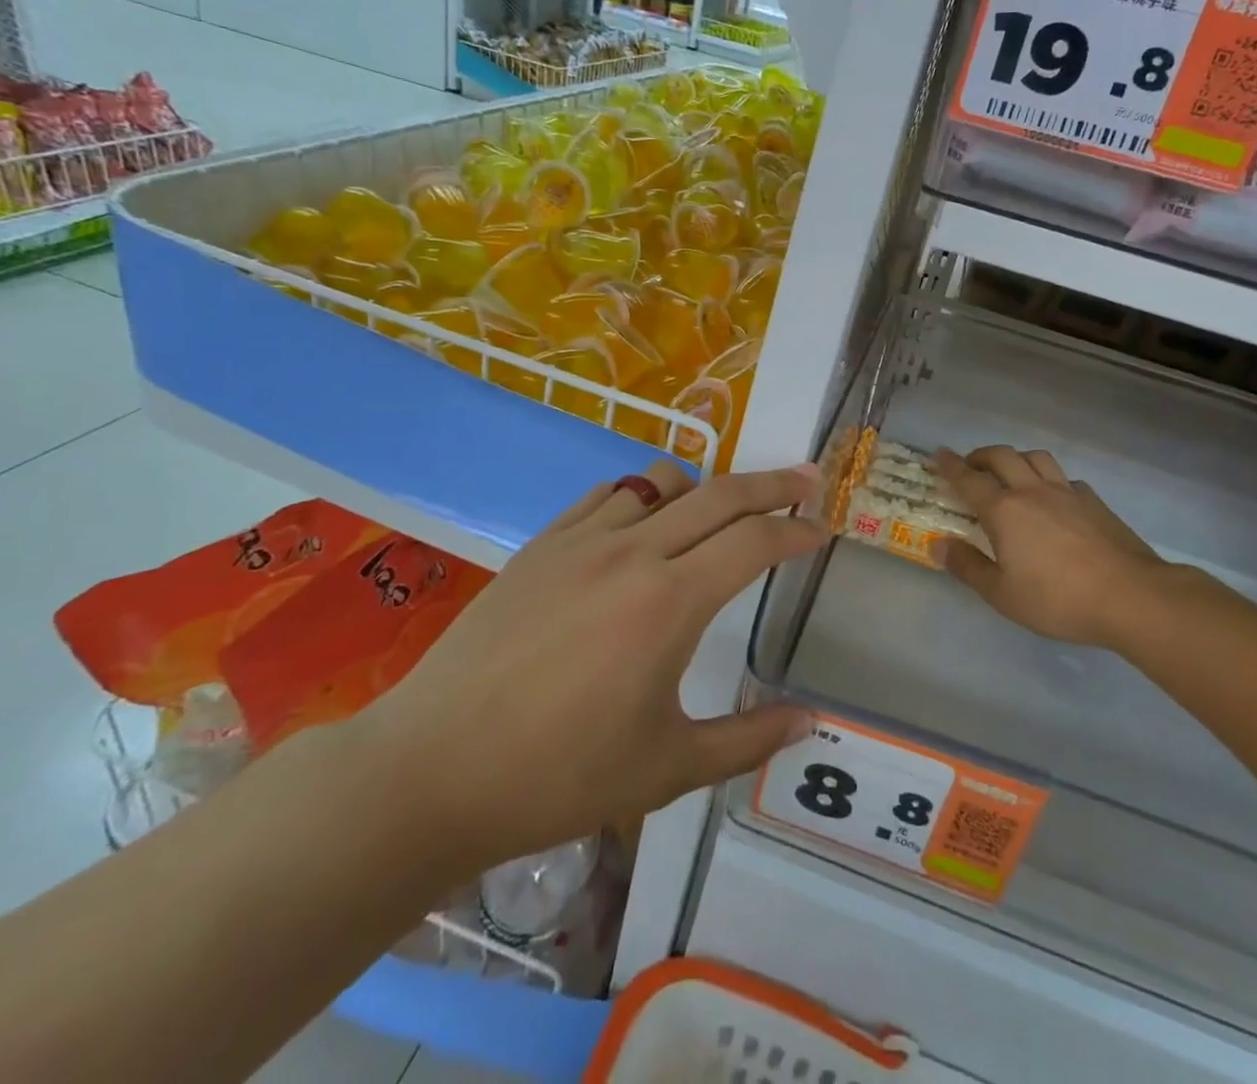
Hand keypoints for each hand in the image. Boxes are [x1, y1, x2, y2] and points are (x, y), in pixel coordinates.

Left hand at [352, 460, 823, 878]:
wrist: (433, 769)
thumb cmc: (558, 776)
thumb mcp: (667, 768)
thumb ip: (748, 739)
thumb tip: (809, 721)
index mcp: (671, 601)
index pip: (755, 542)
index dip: (797, 532)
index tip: (822, 531)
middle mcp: (633, 551)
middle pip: (721, 493)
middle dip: (773, 484)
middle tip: (807, 481)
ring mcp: (582, 540)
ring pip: (661, 480)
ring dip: (704, 487)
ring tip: (720, 512)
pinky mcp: (542, 544)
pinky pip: (608, 495)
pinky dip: (642, 495)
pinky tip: (643, 523)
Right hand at [935, 445, 1195, 650]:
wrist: (1130, 596)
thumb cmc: (1058, 599)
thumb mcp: (1002, 593)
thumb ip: (967, 566)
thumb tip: (937, 544)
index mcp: (1004, 510)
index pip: (969, 479)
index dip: (950, 465)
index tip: (938, 454)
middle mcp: (1032, 491)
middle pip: (1002, 457)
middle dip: (981, 455)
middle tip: (970, 465)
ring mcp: (1067, 493)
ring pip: (1036, 458)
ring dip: (1016, 458)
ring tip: (1011, 473)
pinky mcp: (1094, 502)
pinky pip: (1064, 477)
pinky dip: (1049, 478)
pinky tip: (1053, 497)